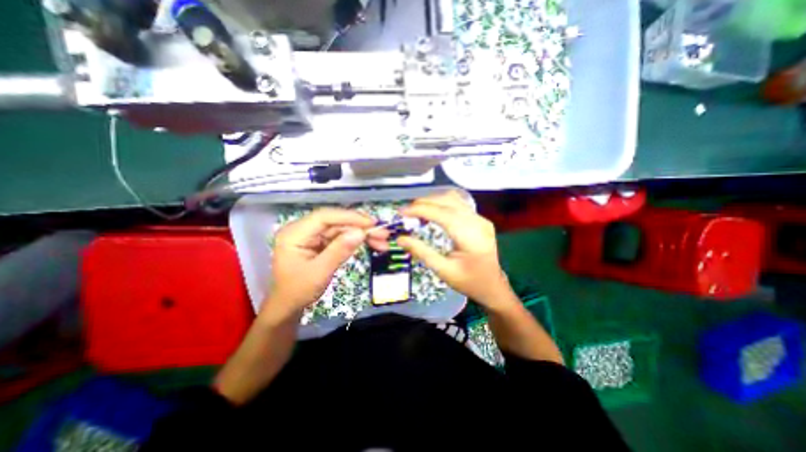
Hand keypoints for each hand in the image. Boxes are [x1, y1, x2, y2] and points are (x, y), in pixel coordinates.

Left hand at [266, 206, 386, 317]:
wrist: (288, 306)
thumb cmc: (298, 291)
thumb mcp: (320, 273)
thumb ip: (339, 251)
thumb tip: (360, 233)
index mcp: (294, 233)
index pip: (325, 217)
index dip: (349, 217)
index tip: (371, 224)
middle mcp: (303, 229)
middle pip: (336, 222)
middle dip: (360, 227)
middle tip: (383, 234)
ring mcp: (313, 235)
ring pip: (342, 229)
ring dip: (362, 234)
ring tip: (382, 242)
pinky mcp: (321, 241)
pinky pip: (342, 236)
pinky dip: (357, 240)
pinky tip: (372, 244)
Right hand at [396, 188, 515, 307]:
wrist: (493, 286)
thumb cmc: (468, 282)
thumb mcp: (443, 271)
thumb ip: (422, 252)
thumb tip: (400, 239)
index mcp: (471, 237)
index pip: (443, 214)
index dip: (420, 209)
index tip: (401, 211)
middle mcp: (478, 222)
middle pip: (448, 201)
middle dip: (424, 202)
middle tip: (406, 212)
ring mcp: (480, 219)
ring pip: (453, 198)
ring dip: (433, 201)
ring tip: (417, 210)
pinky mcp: (479, 219)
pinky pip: (458, 204)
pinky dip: (442, 203)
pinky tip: (432, 211)